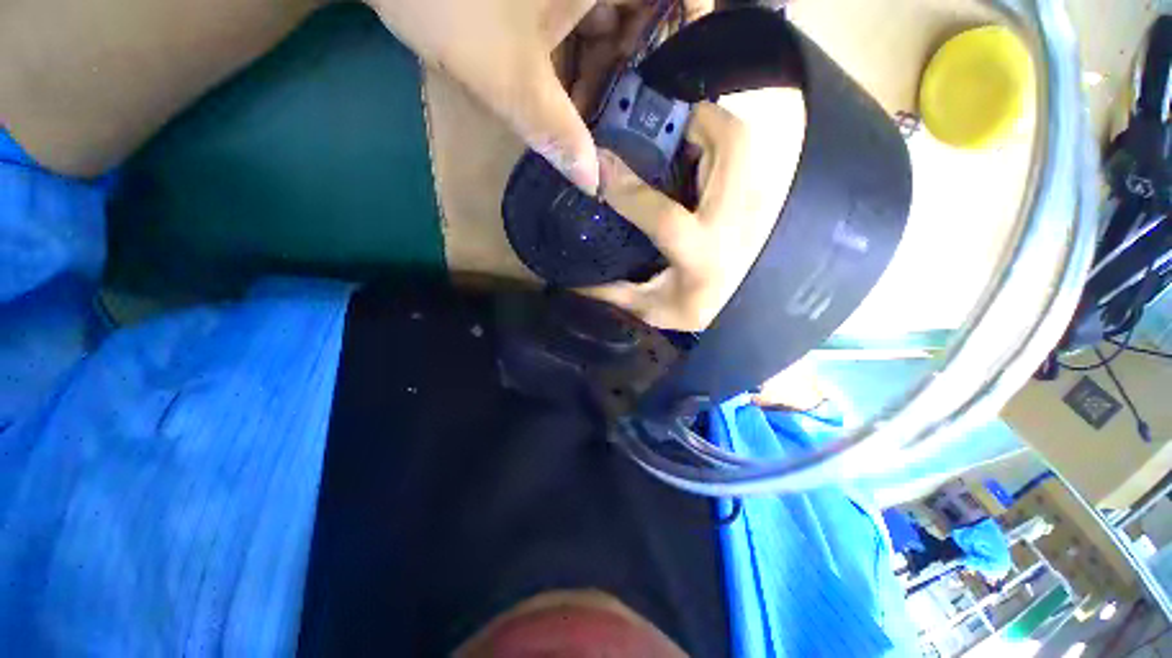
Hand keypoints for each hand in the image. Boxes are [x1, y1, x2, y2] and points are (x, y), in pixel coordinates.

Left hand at [366, 0, 710, 193]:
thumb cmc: (449, 5)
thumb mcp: (511, 81)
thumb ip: (557, 134)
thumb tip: (593, 184)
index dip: (688, 37)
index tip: (674, 90)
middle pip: (641, 20)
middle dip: (632, 76)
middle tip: (624, 127)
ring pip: (606, 23)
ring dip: (600, 75)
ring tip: (590, 124)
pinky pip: (578, 21)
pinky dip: (578, 59)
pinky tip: (567, 97)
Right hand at [583, 91, 806, 330]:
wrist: (746, 308)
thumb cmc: (699, 310)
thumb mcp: (650, 308)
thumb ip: (612, 293)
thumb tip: (572, 278)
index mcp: (702, 259)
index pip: (665, 218)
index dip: (627, 189)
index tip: (598, 164)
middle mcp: (733, 225)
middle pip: (727, 148)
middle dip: (687, 122)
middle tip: (652, 128)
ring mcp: (753, 205)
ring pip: (740, 139)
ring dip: (703, 126)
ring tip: (669, 136)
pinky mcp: (756, 195)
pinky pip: (741, 149)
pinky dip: (715, 139)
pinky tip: (690, 155)